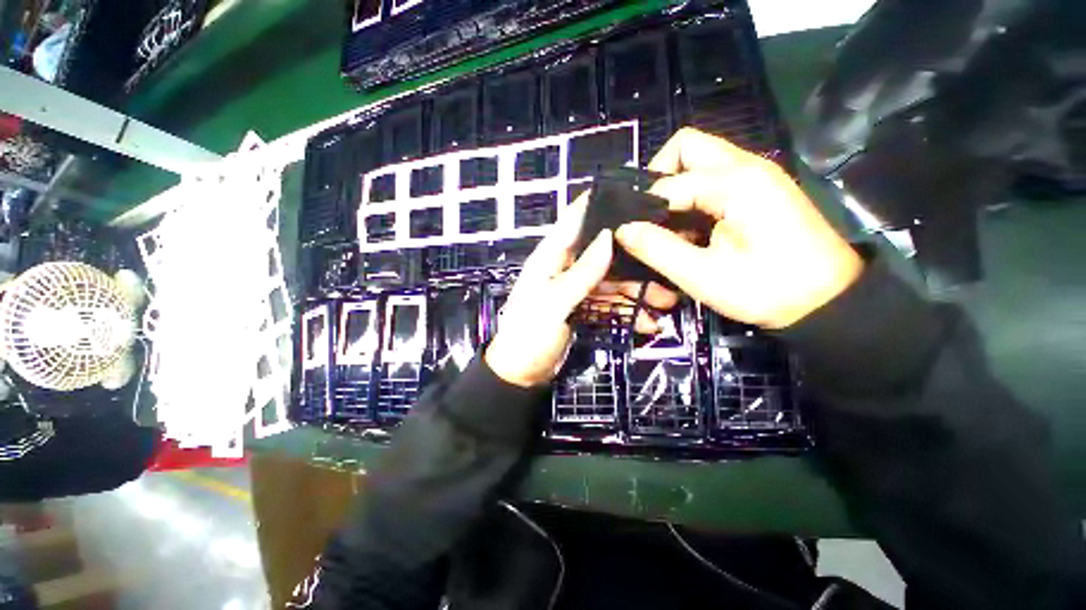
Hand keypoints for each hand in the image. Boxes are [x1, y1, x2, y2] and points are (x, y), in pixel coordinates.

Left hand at [485, 201, 675, 387]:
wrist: (521, 373)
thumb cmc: (530, 335)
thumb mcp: (555, 304)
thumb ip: (582, 273)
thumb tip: (608, 237)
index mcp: (550, 258)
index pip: (574, 221)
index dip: (599, 207)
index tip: (634, 200)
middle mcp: (564, 268)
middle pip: (602, 254)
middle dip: (633, 262)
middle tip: (665, 270)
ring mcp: (575, 289)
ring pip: (610, 282)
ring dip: (635, 292)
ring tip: (665, 304)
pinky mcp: (582, 308)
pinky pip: (608, 304)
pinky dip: (626, 312)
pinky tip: (647, 323)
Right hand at [615, 128, 863, 329]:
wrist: (828, 301)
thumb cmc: (768, 290)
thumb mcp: (704, 277)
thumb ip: (658, 250)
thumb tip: (623, 230)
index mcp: (736, 183)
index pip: (670, 182)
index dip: (644, 207)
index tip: (631, 233)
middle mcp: (747, 166)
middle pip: (686, 146)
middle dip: (658, 175)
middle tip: (648, 214)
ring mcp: (756, 175)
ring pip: (700, 159)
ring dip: (674, 185)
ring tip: (664, 224)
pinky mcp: (759, 189)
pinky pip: (713, 177)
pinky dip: (691, 194)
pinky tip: (689, 226)